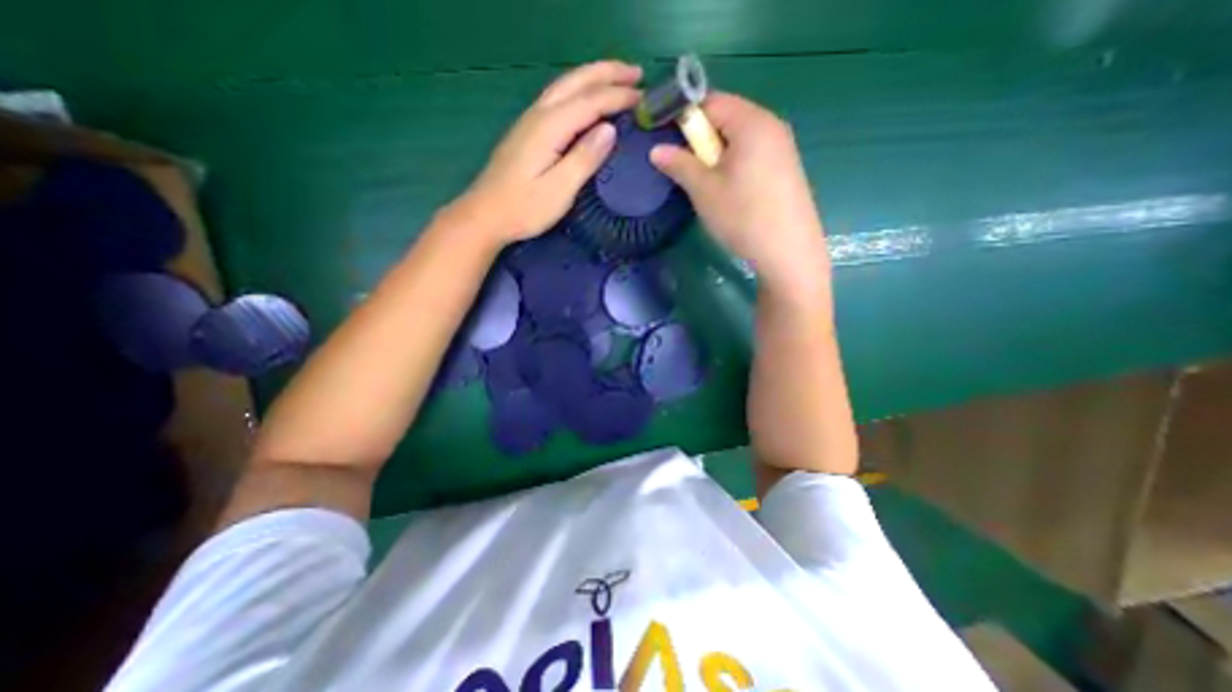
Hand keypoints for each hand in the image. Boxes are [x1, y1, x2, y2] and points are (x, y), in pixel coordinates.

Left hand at [452, 61, 644, 243]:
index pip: (590, 101)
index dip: (618, 96)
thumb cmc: (524, 208)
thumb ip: (584, 158)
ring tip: (617, 78)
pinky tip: (586, 98)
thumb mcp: (560, 189)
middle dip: (608, 73)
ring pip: (565, 86)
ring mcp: (530, 121)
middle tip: (637, 73)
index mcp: (549, 127)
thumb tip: (609, 130)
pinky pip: (558, 98)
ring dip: (593, 77)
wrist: (485, 215)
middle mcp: (539, 114)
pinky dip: (579, 90)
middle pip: (576, 82)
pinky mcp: (527, 132)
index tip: (644, 97)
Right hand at [648, 92, 831, 293]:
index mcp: (751, 121)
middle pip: (727, 118)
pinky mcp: (787, 168)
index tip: (669, 142)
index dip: (685, 118)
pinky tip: (733, 194)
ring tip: (710, 186)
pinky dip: (735, 165)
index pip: (710, 101)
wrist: (788, 251)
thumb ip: (679, 164)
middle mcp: (771, 125)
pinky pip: (754, 154)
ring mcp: (783, 147)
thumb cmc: (742, 216)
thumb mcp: (703, 190)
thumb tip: (656, 150)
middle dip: (702, 140)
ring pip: (740, 139)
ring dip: (718, 156)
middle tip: (691, 171)